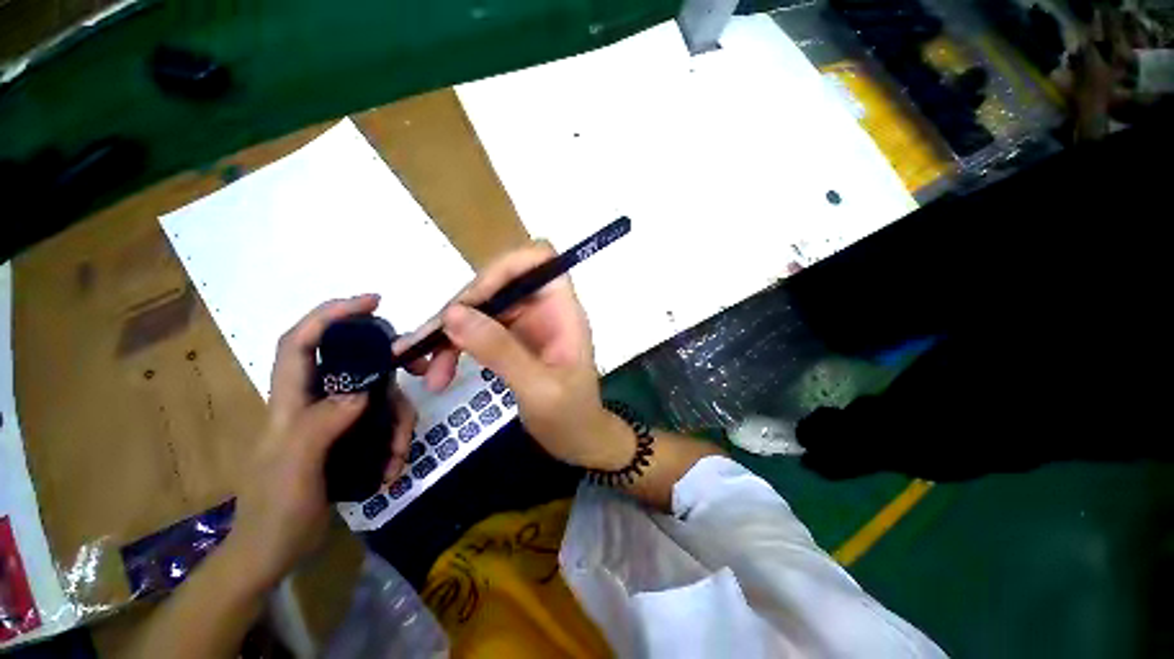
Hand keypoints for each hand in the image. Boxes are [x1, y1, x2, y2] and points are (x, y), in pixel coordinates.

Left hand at [228, 295, 415, 587]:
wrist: (274, 552)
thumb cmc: (273, 512)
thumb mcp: (294, 471)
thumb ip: (320, 426)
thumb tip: (362, 393)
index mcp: (290, 401)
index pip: (301, 342)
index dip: (331, 315)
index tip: (372, 302)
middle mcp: (315, 402)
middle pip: (360, 368)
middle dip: (392, 374)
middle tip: (420, 377)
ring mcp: (336, 420)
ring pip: (381, 399)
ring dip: (398, 424)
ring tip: (397, 458)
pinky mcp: (351, 438)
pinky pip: (385, 424)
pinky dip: (396, 442)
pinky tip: (392, 468)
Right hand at [394, 242, 633, 469]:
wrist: (578, 441)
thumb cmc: (570, 417)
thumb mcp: (538, 389)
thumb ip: (500, 351)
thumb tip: (453, 314)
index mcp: (563, 310)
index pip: (539, 259)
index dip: (505, 267)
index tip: (473, 300)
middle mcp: (544, 309)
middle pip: (499, 284)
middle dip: (462, 310)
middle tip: (430, 344)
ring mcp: (527, 324)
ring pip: (482, 309)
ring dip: (450, 334)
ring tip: (427, 371)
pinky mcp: (512, 341)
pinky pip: (478, 331)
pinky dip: (455, 347)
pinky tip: (437, 373)